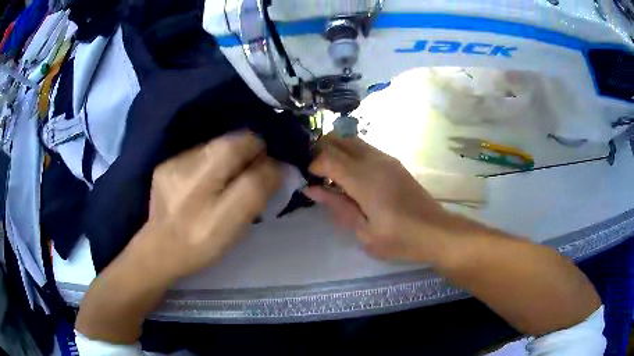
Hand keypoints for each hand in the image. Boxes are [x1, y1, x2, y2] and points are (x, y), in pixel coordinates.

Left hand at [134, 132, 281, 280]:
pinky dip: (210, 162)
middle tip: (251, 175)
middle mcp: (186, 168)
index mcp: (205, 187)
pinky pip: (198, 154)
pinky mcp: (165, 166)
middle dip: (247, 153)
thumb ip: (256, 192)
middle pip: (229, 142)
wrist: (160, 251)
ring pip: (214, 147)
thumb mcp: (234, 227)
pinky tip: (205, 182)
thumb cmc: (201, 245)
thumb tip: (276, 167)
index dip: (263, 157)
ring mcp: (172, 164)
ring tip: (227, 180)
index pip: (246, 149)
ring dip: (229, 157)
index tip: (268, 172)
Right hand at [305, 135, 457, 263]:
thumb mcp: (364, 231)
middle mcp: (374, 160)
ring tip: (331, 175)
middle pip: (338, 139)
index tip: (310, 181)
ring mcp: (386, 158)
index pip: (327, 156)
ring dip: (336, 150)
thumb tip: (311, 188)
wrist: (436, 231)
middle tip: (316, 174)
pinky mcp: (394, 162)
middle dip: (321, 150)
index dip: (313, 165)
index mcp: (364, 179)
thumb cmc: (399, 238)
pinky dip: (350, 154)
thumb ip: (337, 205)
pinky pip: (365, 148)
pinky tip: (351, 177)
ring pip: (352, 140)